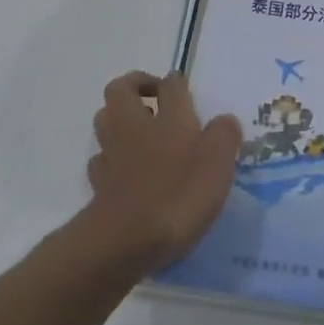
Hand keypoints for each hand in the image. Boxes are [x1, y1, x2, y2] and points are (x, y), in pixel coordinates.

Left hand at [80, 71, 241, 274]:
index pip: (170, 84)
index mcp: (169, 118)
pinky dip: (112, 156)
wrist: (124, 242)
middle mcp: (135, 127)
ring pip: (105, 119)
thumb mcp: (217, 166)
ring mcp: (112, 155)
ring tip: (143, 131)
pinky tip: (127, 169)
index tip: (186, 89)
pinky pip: (101, 158)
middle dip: (136, 86)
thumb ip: (224, 137)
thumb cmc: (178, 197)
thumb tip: (224, 120)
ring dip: (119, 117)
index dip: (177, 82)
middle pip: (121, 90)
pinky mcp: (99, 184)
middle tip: (156, 99)